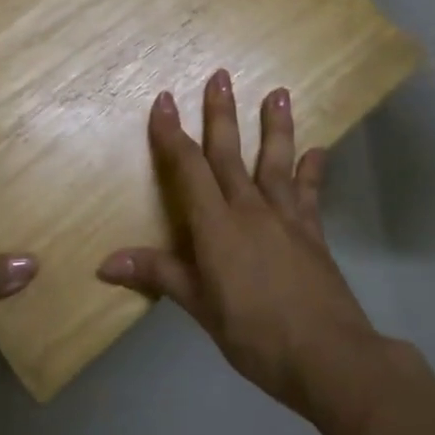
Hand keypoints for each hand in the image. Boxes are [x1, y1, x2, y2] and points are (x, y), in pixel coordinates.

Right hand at [97, 71, 375, 416]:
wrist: (330, 358)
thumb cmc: (255, 334)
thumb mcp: (199, 307)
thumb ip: (158, 275)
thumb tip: (104, 263)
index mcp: (217, 225)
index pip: (188, 168)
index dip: (172, 133)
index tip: (164, 99)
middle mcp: (250, 210)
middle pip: (230, 153)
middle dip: (221, 113)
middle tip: (220, 75)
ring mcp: (286, 219)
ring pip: (276, 162)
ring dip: (275, 126)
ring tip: (279, 92)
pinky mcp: (313, 235)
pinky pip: (310, 195)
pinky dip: (313, 171)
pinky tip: (318, 151)